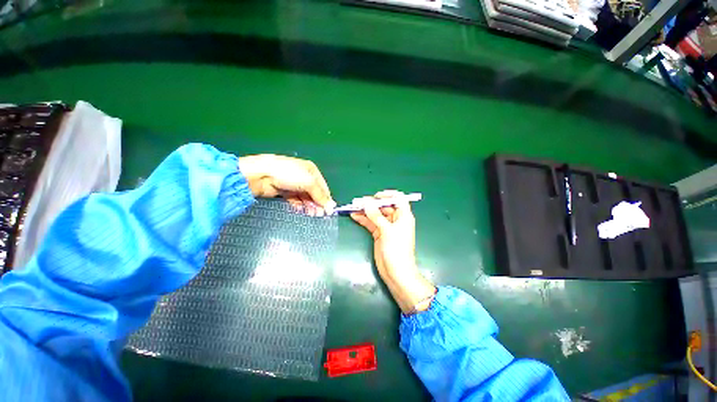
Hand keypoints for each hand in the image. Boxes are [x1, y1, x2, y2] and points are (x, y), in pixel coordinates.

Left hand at [238, 154, 334, 215]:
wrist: (261, 175)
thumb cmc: (289, 175)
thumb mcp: (309, 183)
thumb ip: (321, 195)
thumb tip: (331, 206)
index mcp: (311, 170)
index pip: (323, 186)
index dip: (326, 198)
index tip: (329, 210)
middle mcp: (303, 176)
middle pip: (314, 192)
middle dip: (317, 203)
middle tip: (319, 215)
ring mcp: (293, 184)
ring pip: (305, 197)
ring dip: (309, 206)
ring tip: (311, 214)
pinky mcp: (283, 191)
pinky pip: (294, 199)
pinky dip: (298, 205)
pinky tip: (300, 210)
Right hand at [351, 190, 435, 313]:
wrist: (396, 272)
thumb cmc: (397, 250)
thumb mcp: (387, 231)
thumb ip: (376, 216)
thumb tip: (366, 203)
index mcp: (404, 216)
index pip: (398, 199)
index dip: (388, 195)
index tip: (376, 196)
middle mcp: (396, 219)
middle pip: (384, 206)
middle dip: (372, 203)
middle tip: (358, 202)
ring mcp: (386, 227)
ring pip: (375, 214)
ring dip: (365, 210)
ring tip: (353, 207)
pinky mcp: (379, 234)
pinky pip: (371, 223)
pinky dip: (363, 219)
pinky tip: (354, 215)